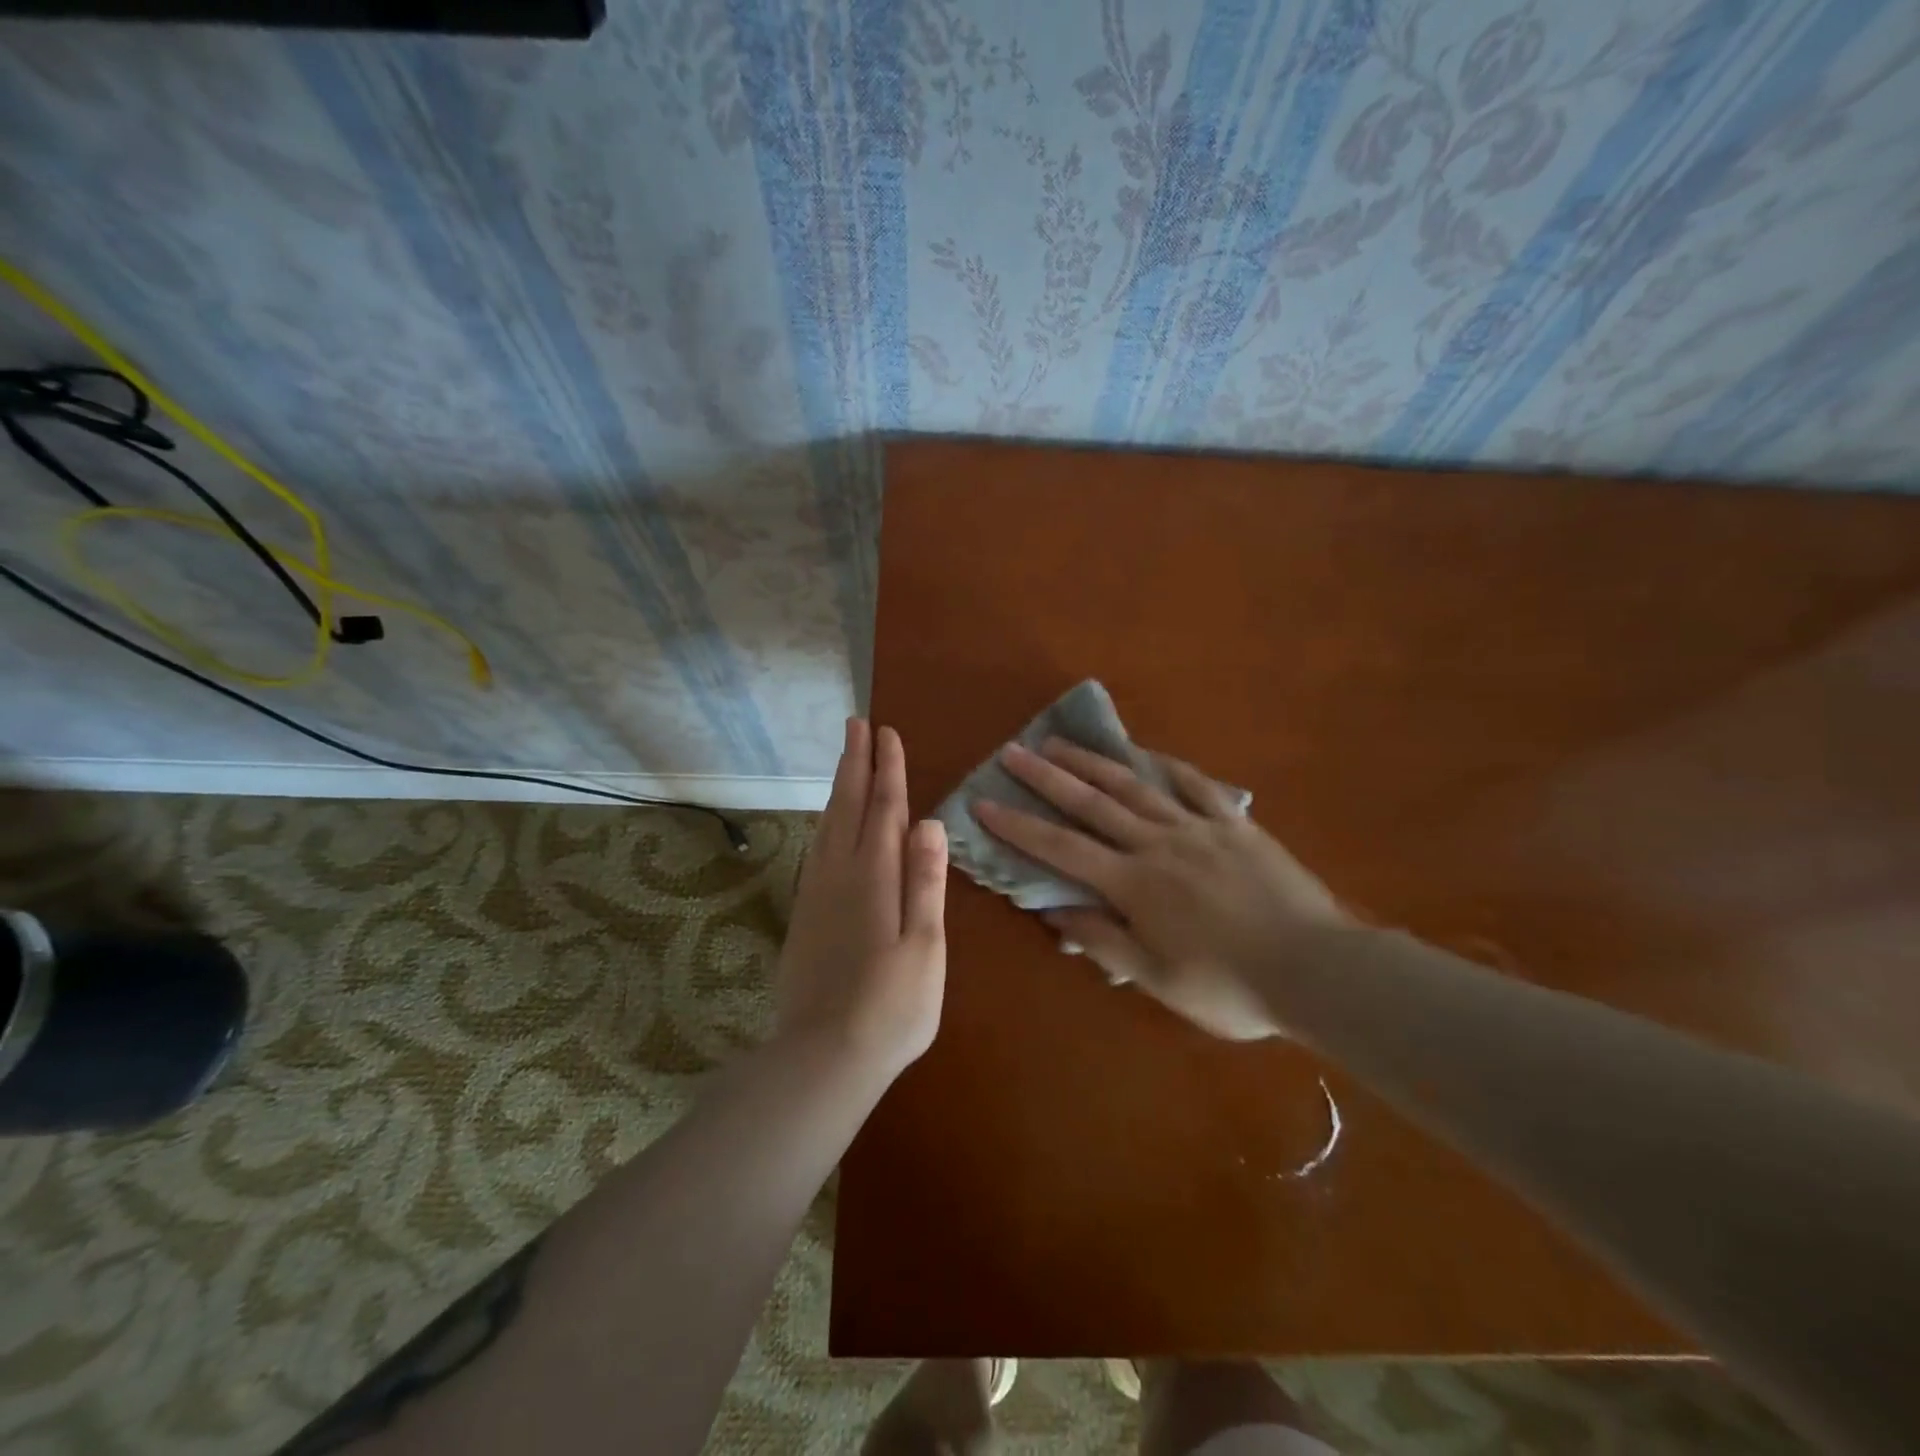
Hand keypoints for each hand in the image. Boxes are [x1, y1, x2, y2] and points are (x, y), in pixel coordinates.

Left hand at [775, 718, 948, 1083]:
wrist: (824, 1057)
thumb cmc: (891, 1007)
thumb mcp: (925, 946)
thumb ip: (925, 881)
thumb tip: (929, 822)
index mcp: (875, 877)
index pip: (885, 809)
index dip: (888, 769)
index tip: (887, 733)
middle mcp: (841, 875)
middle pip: (849, 806)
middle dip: (855, 763)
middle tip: (856, 724)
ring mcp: (817, 895)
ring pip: (828, 825)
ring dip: (839, 788)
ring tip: (844, 760)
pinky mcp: (804, 916)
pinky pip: (816, 850)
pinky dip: (825, 823)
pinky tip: (828, 825)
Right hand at [974, 740, 1348, 1039]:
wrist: (1318, 970)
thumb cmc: (1231, 987)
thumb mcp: (1158, 980)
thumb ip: (1103, 941)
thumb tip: (1053, 910)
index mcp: (1134, 885)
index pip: (1062, 849)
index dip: (1019, 827)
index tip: (984, 804)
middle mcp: (1158, 844)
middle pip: (1093, 804)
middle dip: (1047, 777)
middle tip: (1012, 751)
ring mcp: (1199, 828)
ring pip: (1136, 786)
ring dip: (1094, 763)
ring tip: (1061, 742)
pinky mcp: (1235, 824)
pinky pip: (1196, 786)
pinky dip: (1167, 766)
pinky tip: (1147, 753)